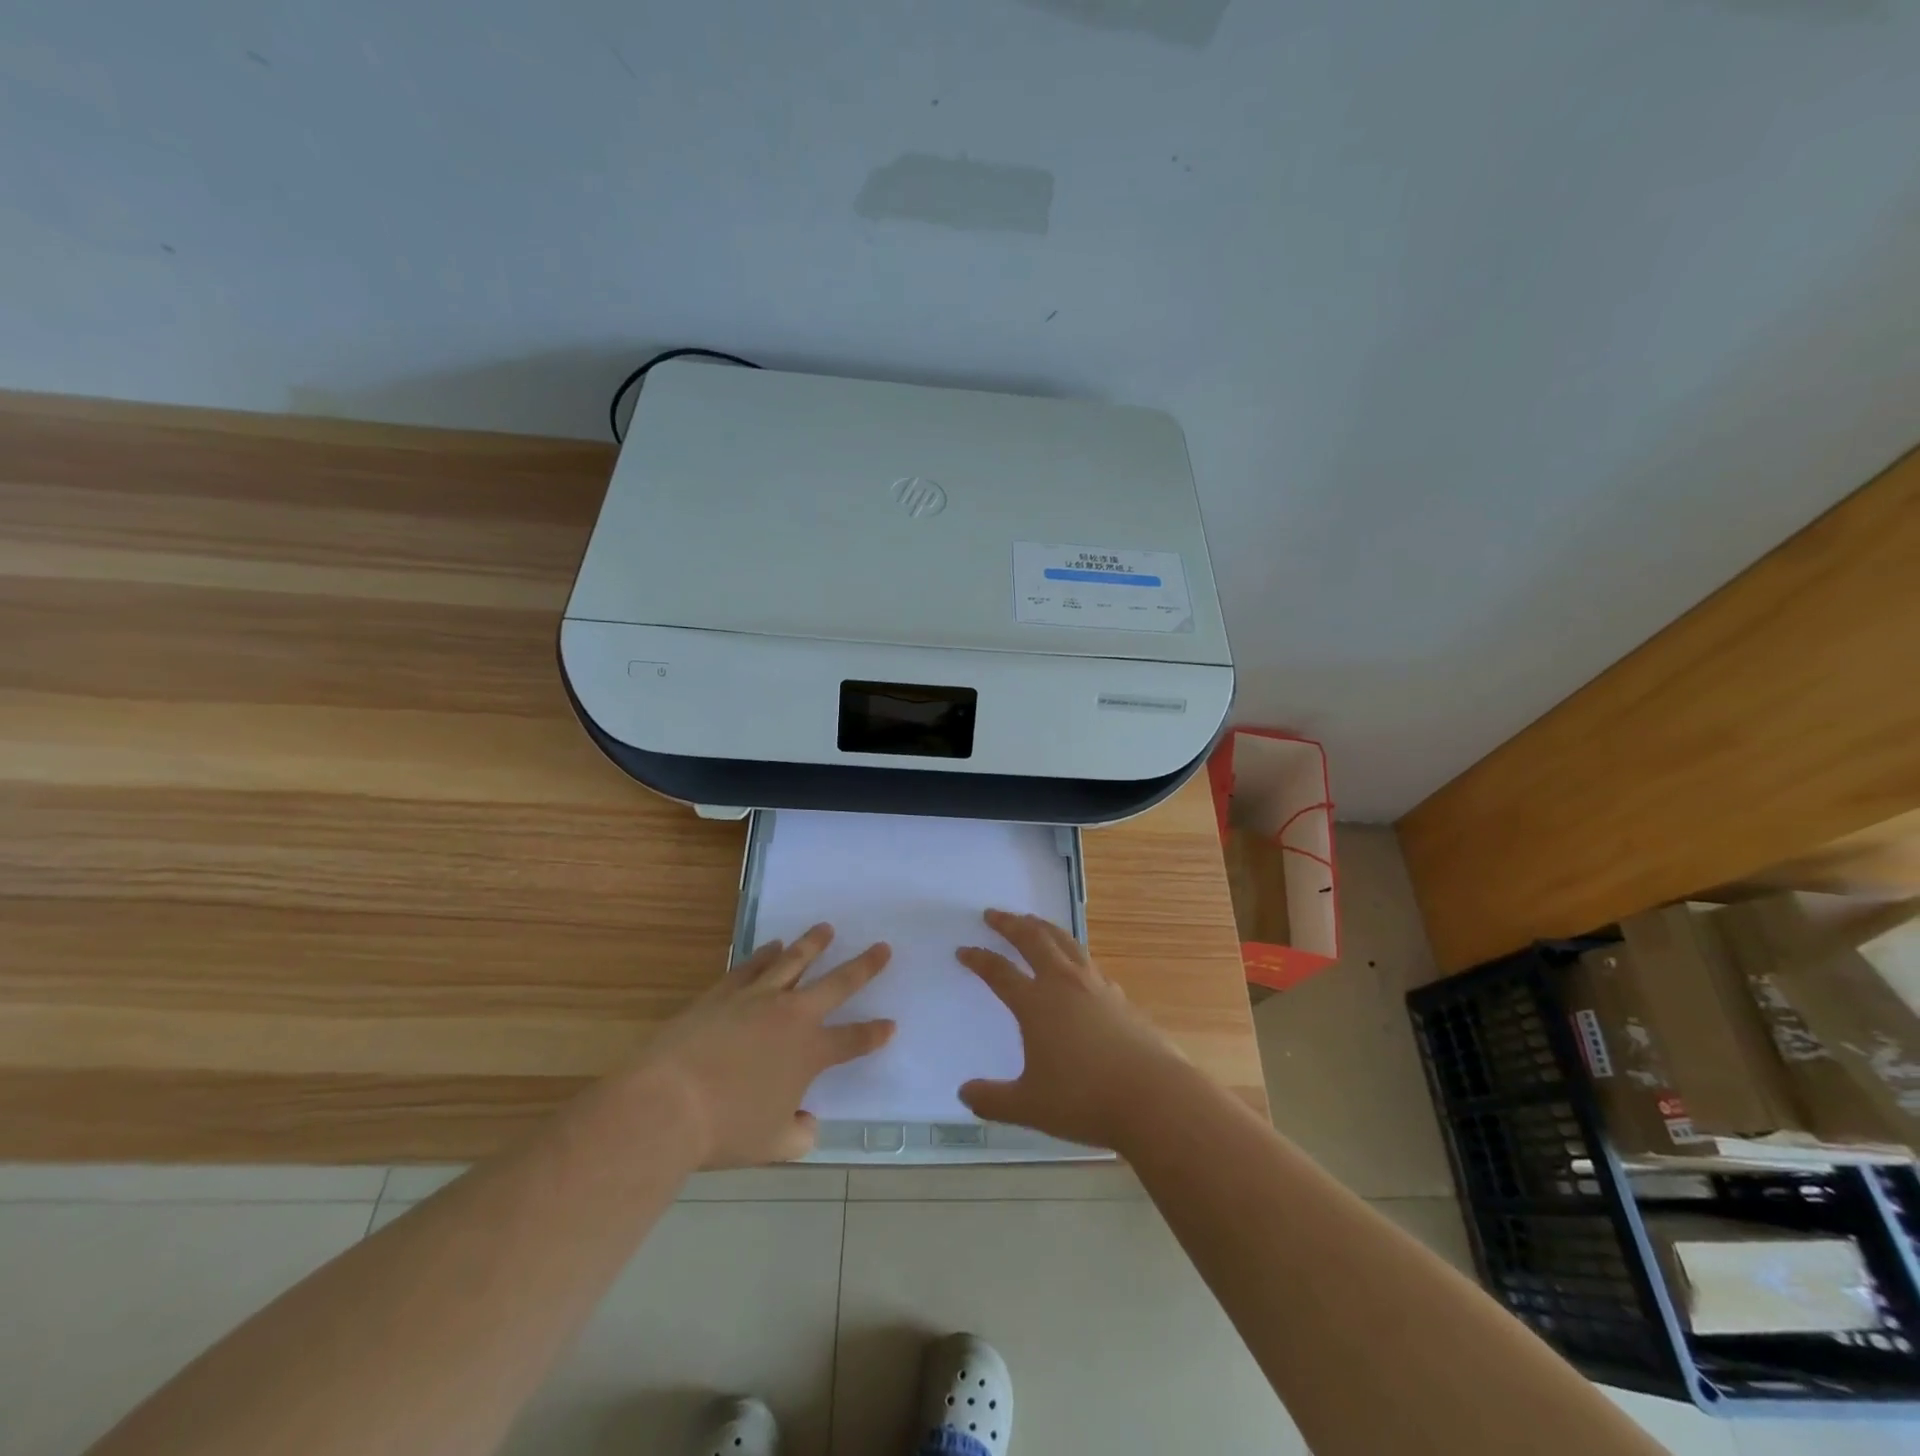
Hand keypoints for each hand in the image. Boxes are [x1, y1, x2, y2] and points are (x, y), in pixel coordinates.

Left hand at [637, 925, 894, 1167]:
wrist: (668, 1102)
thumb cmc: (725, 1128)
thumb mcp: (773, 1145)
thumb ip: (800, 1133)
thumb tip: (808, 1122)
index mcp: (810, 1052)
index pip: (853, 1040)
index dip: (875, 1034)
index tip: (890, 1025)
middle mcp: (791, 1015)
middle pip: (837, 983)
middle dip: (864, 966)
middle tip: (882, 948)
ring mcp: (756, 998)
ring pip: (793, 961)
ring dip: (813, 944)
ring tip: (826, 928)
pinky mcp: (723, 992)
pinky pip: (752, 966)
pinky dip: (766, 954)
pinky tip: (773, 945)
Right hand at [955, 909, 1189, 1149]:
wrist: (1152, 1097)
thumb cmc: (1084, 1100)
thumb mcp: (1029, 1106)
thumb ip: (993, 1100)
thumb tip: (964, 1093)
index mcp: (1036, 1003)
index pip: (999, 972)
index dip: (979, 959)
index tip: (963, 950)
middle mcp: (1063, 984)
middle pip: (1033, 940)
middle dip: (1010, 924)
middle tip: (994, 914)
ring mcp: (1095, 986)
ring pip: (1064, 942)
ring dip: (1043, 927)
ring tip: (1033, 922)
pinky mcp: (1119, 997)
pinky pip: (1088, 962)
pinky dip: (1072, 952)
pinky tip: (1075, 963)